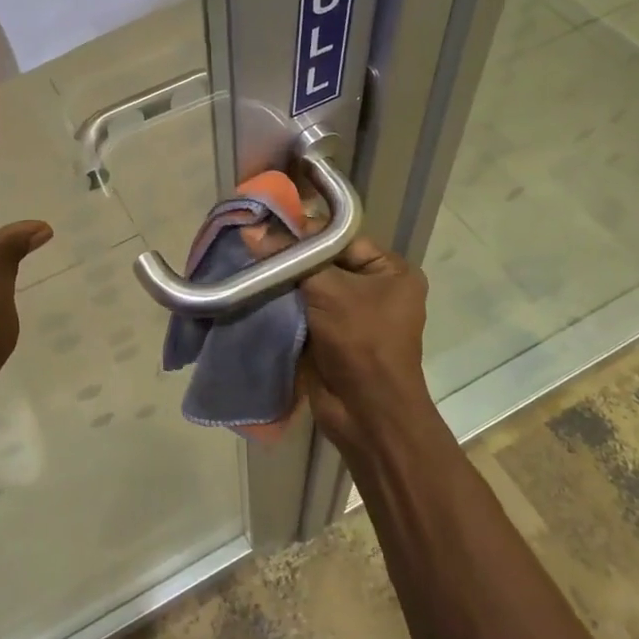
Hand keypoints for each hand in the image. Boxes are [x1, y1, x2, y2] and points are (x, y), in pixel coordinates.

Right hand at [245, 227, 431, 451]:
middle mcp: (375, 289)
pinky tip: (253, 292)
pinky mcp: (329, 337)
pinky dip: (281, 305)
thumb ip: (291, 258)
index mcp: (391, 270)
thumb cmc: (361, 341)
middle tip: (250, 243)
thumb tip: (251, 230)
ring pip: (309, 287)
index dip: (305, 231)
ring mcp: (352, 315)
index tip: (266, 225)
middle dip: (290, 257)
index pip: (341, 237)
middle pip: (324, 261)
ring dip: (282, 281)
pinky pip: (302, 311)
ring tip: (246, 265)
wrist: (366, 413)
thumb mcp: (328, 290)